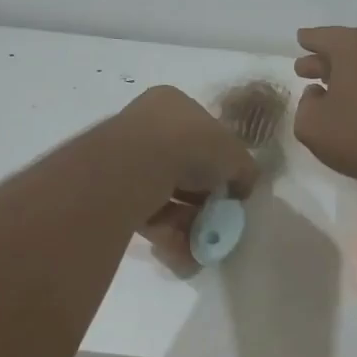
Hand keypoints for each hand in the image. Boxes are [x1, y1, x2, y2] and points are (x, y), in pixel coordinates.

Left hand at [116, 86, 257, 265]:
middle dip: (201, 199)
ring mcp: (125, 157)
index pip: (202, 133)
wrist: (138, 165)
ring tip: (202, 244)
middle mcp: (145, 125)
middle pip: (182, 168)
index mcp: (173, 104)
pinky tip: (183, 253)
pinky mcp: (111, 191)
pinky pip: (145, 213)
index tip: (230, 188)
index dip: (220, 162)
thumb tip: (244, 187)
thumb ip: (244, 170)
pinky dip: (166, 234)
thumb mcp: (235, 154)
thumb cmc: (192, 145)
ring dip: (186, 223)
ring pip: (164, 195)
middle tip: (217, 220)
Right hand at [293, 26, 356, 190]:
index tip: (300, 40)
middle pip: (343, 45)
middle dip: (322, 58)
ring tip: (324, 85)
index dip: (307, 40)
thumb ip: (305, 104)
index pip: (320, 37)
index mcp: (350, 46)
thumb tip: (317, 94)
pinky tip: (350, 97)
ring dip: (342, 70)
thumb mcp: (311, 125)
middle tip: (304, 69)